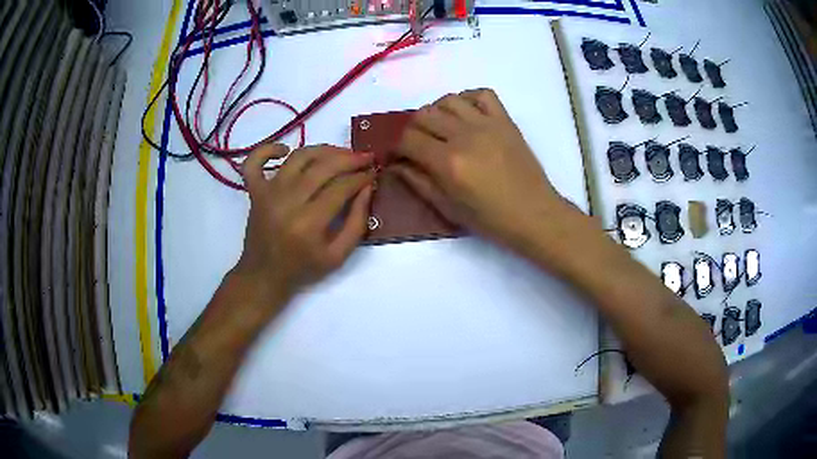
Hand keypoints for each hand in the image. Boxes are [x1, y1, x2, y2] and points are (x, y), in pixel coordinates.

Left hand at [233, 144, 374, 308]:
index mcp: (309, 223)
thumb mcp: (338, 256)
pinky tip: (285, 150)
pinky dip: (267, 150)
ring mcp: (268, 194)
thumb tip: (367, 188)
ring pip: (298, 158)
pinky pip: (254, 162)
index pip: (341, 187)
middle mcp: (287, 202)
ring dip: (323, 150)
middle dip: (349, 158)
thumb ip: (357, 223)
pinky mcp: (254, 191)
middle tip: (365, 157)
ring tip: (340, 153)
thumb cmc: (303, 269)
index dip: (361, 177)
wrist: (264, 276)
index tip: (373, 173)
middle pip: (323, 167)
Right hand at [393, 89, 571, 250]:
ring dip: (437, 112)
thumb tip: (396, 165)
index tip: (399, 156)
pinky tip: (466, 115)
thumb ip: (418, 183)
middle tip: (418, 145)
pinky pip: (482, 94)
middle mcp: (464, 136)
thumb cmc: (490, 219)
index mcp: (448, 163)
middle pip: (424, 115)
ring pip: (448, 100)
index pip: (408, 139)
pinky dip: (468, 99)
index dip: (397, 147)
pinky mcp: (505, 120)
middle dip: (413, 129)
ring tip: (442, 129)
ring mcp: (487, 124)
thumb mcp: (448, 209)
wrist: (534, 214)